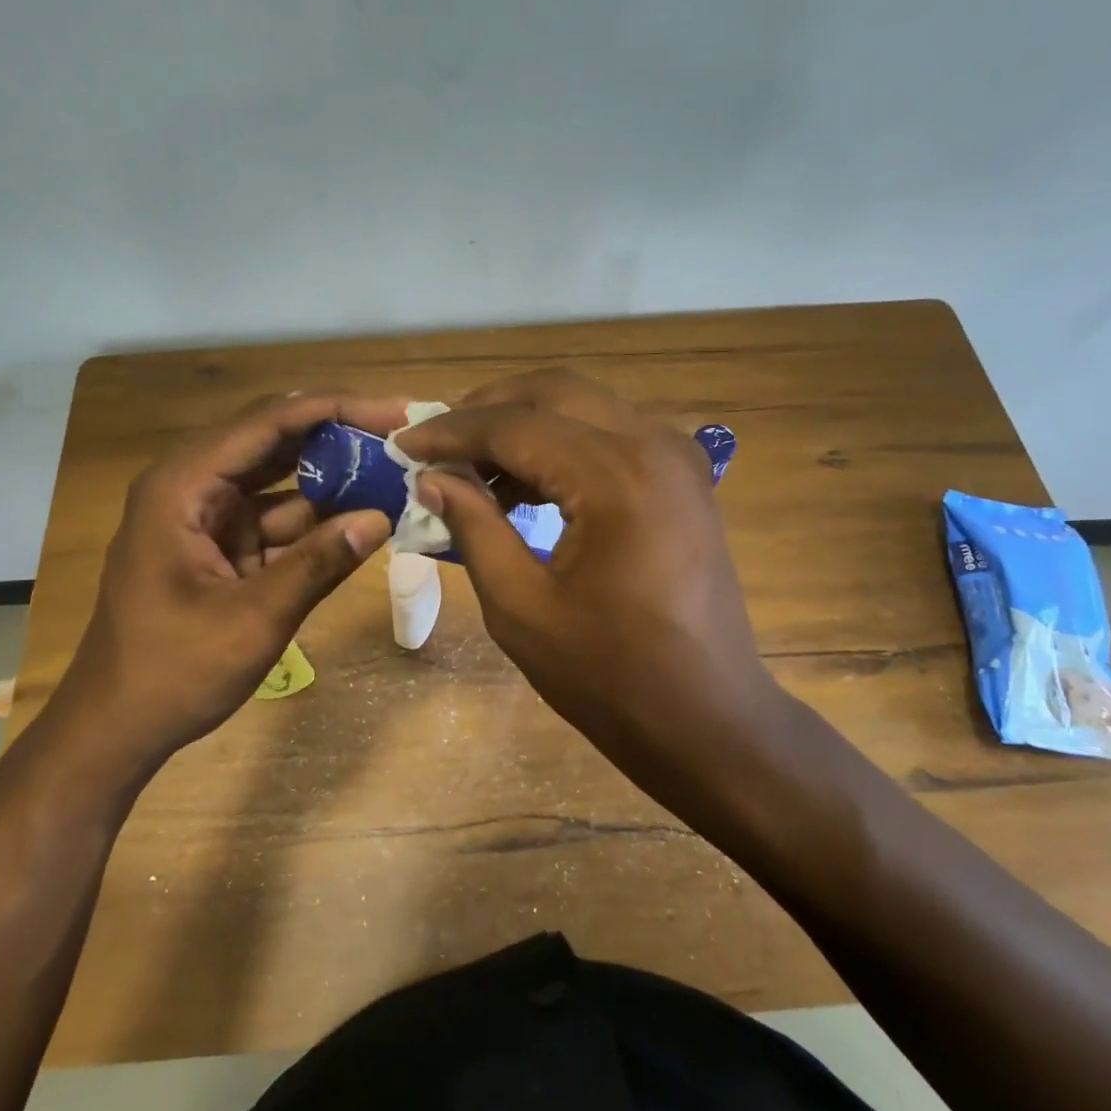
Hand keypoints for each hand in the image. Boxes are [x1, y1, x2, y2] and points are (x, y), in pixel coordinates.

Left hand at [53, 393, 402, 768]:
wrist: (116, 728)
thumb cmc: (172, 672)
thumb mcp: (254, 619)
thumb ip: (318, 564)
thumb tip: (382, 518)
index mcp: (183, 487)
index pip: (268, 424)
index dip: (335, 410)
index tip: (394, 412)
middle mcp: (192, 487)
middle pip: (274, 442)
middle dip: (338, 437)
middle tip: (402, 435)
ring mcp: (207, 518)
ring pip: (281, 481)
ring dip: (333, 479)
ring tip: (395, 472)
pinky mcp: (222, 547)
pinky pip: (277, 520)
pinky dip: (317, 521)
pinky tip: (363, 518)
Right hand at [396, 371, 778, 798]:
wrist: (706, 718)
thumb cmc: (609, 675)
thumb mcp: (521, 606)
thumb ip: (473, 527)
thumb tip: (432, 479)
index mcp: (615, 476)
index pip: (515, 425)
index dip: (451, 432)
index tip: (404, 445)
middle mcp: (653, 445)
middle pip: (554, 392)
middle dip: (487, 409)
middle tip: (438, 446)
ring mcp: (677, 457)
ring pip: (584, 406)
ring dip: (524, 424)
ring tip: (474, 469)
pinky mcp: (683, 478)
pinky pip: (611, 434)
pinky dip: (562, 444)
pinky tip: (528, 484)